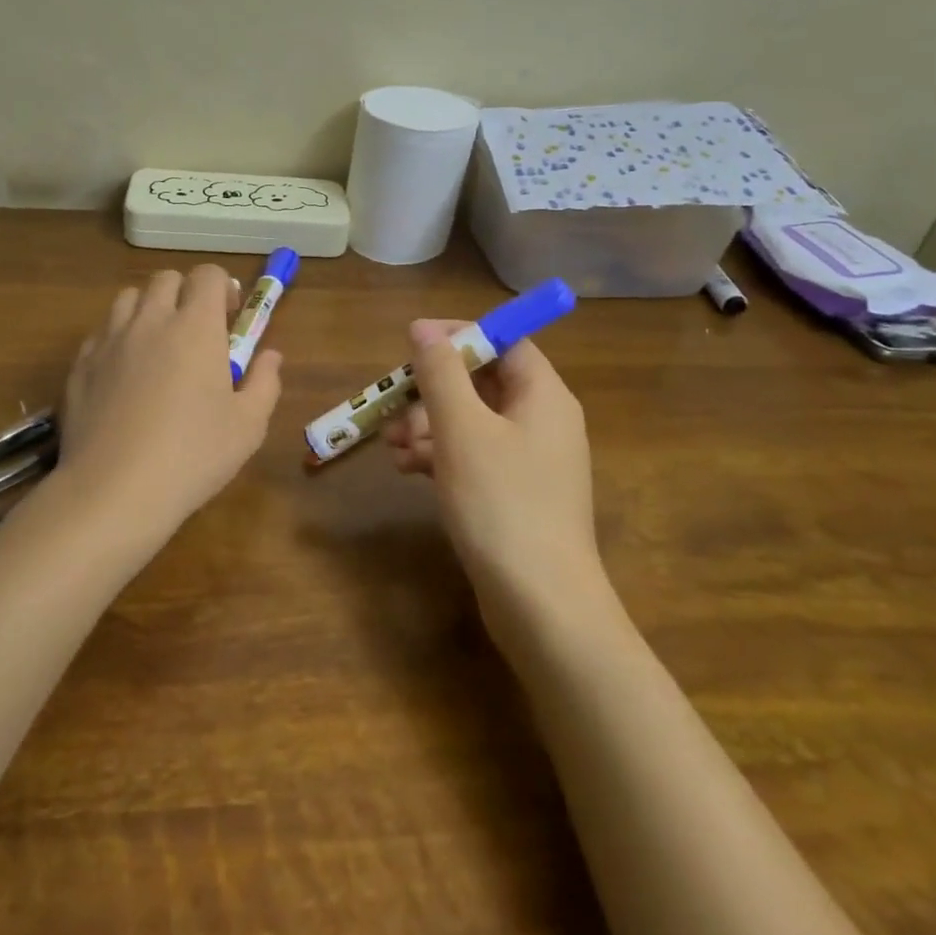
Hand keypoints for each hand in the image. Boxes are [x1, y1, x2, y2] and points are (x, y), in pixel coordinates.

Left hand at [59, 264, 282, 537]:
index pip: (207, 275)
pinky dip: (117, 339)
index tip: (229, 316)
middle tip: (196, 331)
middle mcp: (150, 320)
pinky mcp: (80, 365)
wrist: (114, 490)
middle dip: (185, 293)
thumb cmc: (193, 455)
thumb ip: (265, 382)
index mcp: (195, 327)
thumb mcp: (248, 426)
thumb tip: (270, 356)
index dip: (222, 287)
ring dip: (149, 309)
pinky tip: (124, 375)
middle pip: (166, 279)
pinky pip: (101, 333)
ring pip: (128, 298)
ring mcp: (109, 340)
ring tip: (158, 346)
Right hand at [383, 319, 605, 616]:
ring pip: (471, 421)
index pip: (504, 341)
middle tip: (394, 407)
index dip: (458, 336)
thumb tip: (423, 328)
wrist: (541, 606)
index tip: (413, 344)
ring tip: (392, 447)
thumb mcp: (462, 430)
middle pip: (482, 382)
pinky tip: (407, 470)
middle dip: (433, 390)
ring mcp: (529, 461)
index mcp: (543, 396)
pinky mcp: (513, 494)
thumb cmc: (502, 503)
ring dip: (428, 425)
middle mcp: (542, 421)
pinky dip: (440, 456)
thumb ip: (441, 373)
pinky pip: (473, 456)